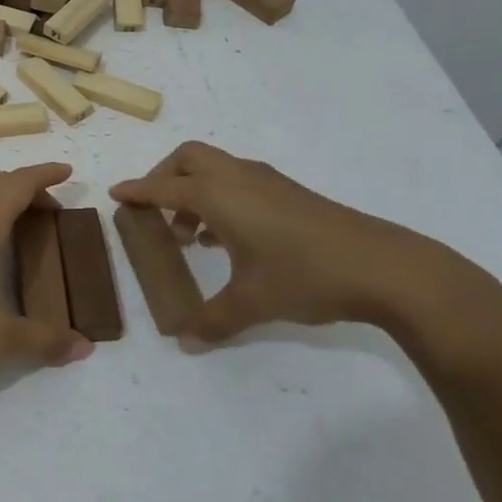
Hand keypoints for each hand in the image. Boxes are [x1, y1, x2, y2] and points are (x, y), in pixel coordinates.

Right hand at [109, 142, 500, 345]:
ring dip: (194, 190)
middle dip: (164, 177)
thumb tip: (185, 343)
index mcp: (219, 195)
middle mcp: (238, 178)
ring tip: (189, 234)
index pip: (164, 187)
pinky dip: (220, 198)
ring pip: (216, 168)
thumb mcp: (252, 303)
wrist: (385, 267)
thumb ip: (212, 321)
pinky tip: (227, 239)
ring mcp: (268, 182)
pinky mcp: (290, 193)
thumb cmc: (305, 276)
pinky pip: (238, 182)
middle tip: (154, 210)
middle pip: (188, 158)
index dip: (137, 191)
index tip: (116, 194)